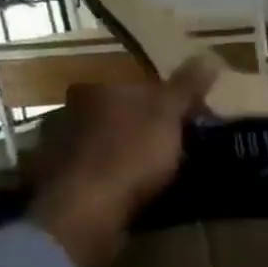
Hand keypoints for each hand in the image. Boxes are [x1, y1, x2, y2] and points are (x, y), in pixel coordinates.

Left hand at [25, 58, 220, 266]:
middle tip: (178, 146)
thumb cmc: (131, 155)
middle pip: (122, 111)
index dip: (173, 101)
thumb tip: (210, 54)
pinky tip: (129, 189)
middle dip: (148, 124)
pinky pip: (93, 170)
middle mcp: (70, 110)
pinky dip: (111, 175)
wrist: (85, 212)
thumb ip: (187, 86)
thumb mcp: (168, 116)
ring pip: (105, 140)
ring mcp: (58, 146)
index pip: (142, 85)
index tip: (195, 120)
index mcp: (97, 88)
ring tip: (157, 172)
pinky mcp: (57, 180)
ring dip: (127, 150)